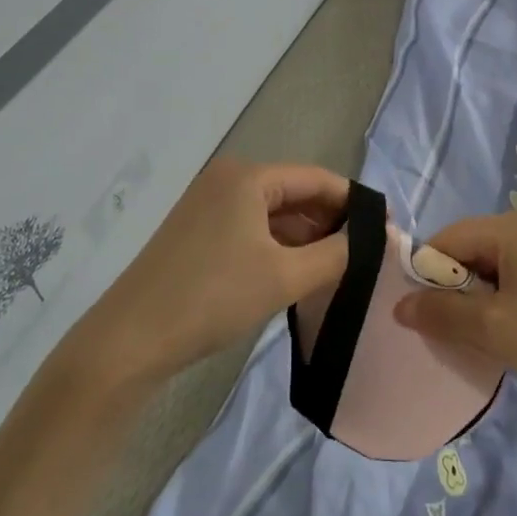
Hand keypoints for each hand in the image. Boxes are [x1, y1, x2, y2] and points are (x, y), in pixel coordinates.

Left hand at [67, 159, 351, 390]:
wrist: (130, 339)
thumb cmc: (213, 297)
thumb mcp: (284, 276)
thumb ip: (336, 254)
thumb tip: (375, 239)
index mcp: (248, 177)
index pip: (317, 178)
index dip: (354, 203)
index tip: (386, 230)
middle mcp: (227, 180)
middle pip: (295, 194)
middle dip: (331, 222)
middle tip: (365, 255)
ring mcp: (208, 206)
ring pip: (273, 215)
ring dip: (305, 238)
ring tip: (339, 269)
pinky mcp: (197, 233)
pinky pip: (251, 230)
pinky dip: (278, 247)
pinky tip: (298, 274)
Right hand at [394, 206, 516, 418]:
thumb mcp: (495, 331)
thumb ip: (441, 314)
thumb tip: (400, 306)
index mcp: (516, 225)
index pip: (450, 238)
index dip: (430, 275)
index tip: (427, 317)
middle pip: (475, 249)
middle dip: (459, 289)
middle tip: (461, 333)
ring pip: (499, 265)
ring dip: (485, 298)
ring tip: (493, 338)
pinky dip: (510, 299)